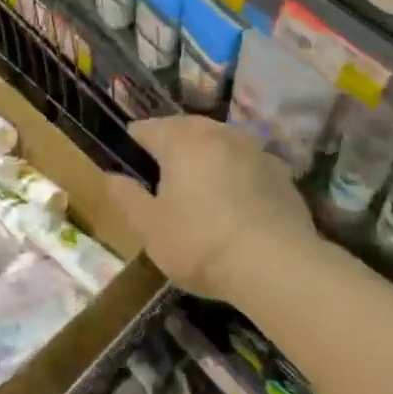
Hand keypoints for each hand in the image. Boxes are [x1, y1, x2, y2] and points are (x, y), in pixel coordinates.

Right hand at [105, 116, 318, 302]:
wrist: (276, 265)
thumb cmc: (200, 243)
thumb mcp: (149, 228)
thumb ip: (126, 197)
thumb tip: (111, 176)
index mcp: (180, 140)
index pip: (147, 128)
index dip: (134, 143)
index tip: (131, 164)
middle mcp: (217, 133)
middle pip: (185, 129)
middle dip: (171, 146)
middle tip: (164, 178)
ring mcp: (253, 149)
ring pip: (220, 143)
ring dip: (207, 157)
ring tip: (201, 188)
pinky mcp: (281, 172)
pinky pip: (248, 164)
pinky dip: (237, 175)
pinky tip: (237, 204)